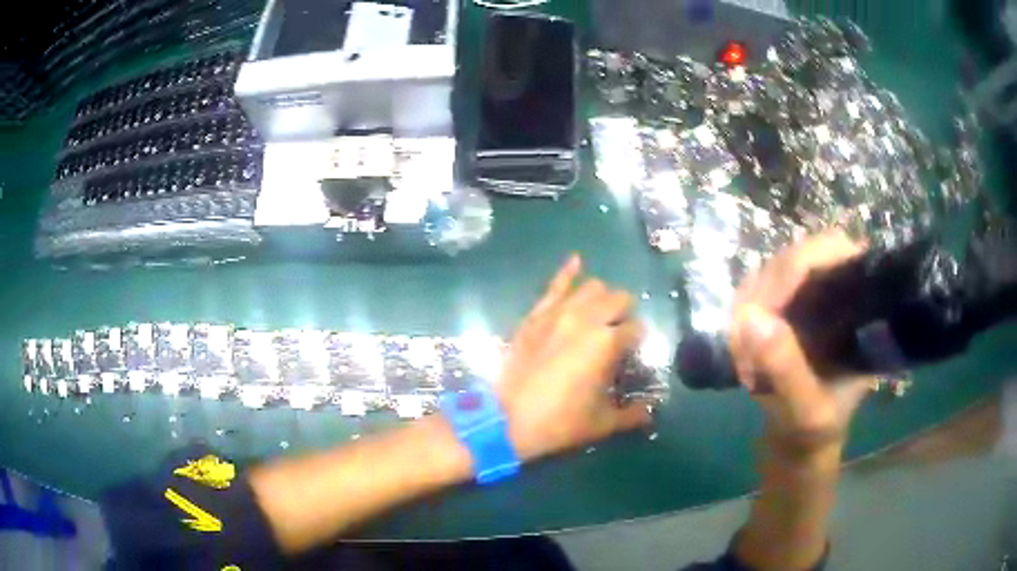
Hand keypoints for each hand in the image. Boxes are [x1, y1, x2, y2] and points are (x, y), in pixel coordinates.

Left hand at [497, 255, 651, 461]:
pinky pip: (555, 286)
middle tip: (619, 334)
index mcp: (608, 343)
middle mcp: (588, 319)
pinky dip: (568, 272)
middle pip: (619, 299)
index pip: (636, 329)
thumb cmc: (560, 422)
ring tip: (600, 314)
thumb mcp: (601, 423)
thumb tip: (650, 414)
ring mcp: (559, 312)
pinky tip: (577, 262)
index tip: (631, 355)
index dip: (637, 342)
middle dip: (625, 314)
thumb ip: (631, 415)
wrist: (506, 418)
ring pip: (592, 288)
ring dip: (602, 298)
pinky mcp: (537, 314)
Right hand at [730, 231, 873, 460]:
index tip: (768, 304)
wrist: (799, 448)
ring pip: (772, 272)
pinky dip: (742, 316)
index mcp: (860, 310)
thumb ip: (787, 370)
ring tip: (741, 352)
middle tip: (745, 335)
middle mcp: (837, 295)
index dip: (800, 264)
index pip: (836, 251)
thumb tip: (750, 317)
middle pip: (798, 257)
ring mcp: (809, 301)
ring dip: (749, 306)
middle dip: (767, 292)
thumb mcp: (805, 412)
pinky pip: (757, 293)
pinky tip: (739, 347)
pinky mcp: (786, 311)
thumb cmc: (814, 434)